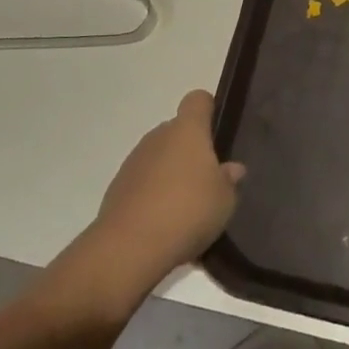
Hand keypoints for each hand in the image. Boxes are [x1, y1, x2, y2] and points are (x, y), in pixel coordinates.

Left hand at [90, 90, 244, 287]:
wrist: (129, 247)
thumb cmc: (188, 211)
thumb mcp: (225, 200)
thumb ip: (229, 180)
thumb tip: (232, 169)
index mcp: (187, 130)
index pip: (198, 100)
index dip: (208, 109)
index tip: (217, 130)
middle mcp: (158, 137)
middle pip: (177, 131)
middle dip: (190, 149)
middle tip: (207, 179)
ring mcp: (134, 161)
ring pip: (158, 157)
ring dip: (170, 173)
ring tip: (185, 207)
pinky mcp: (117, 188)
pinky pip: (142, 182)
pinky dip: (152, 195)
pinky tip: (163, 223)